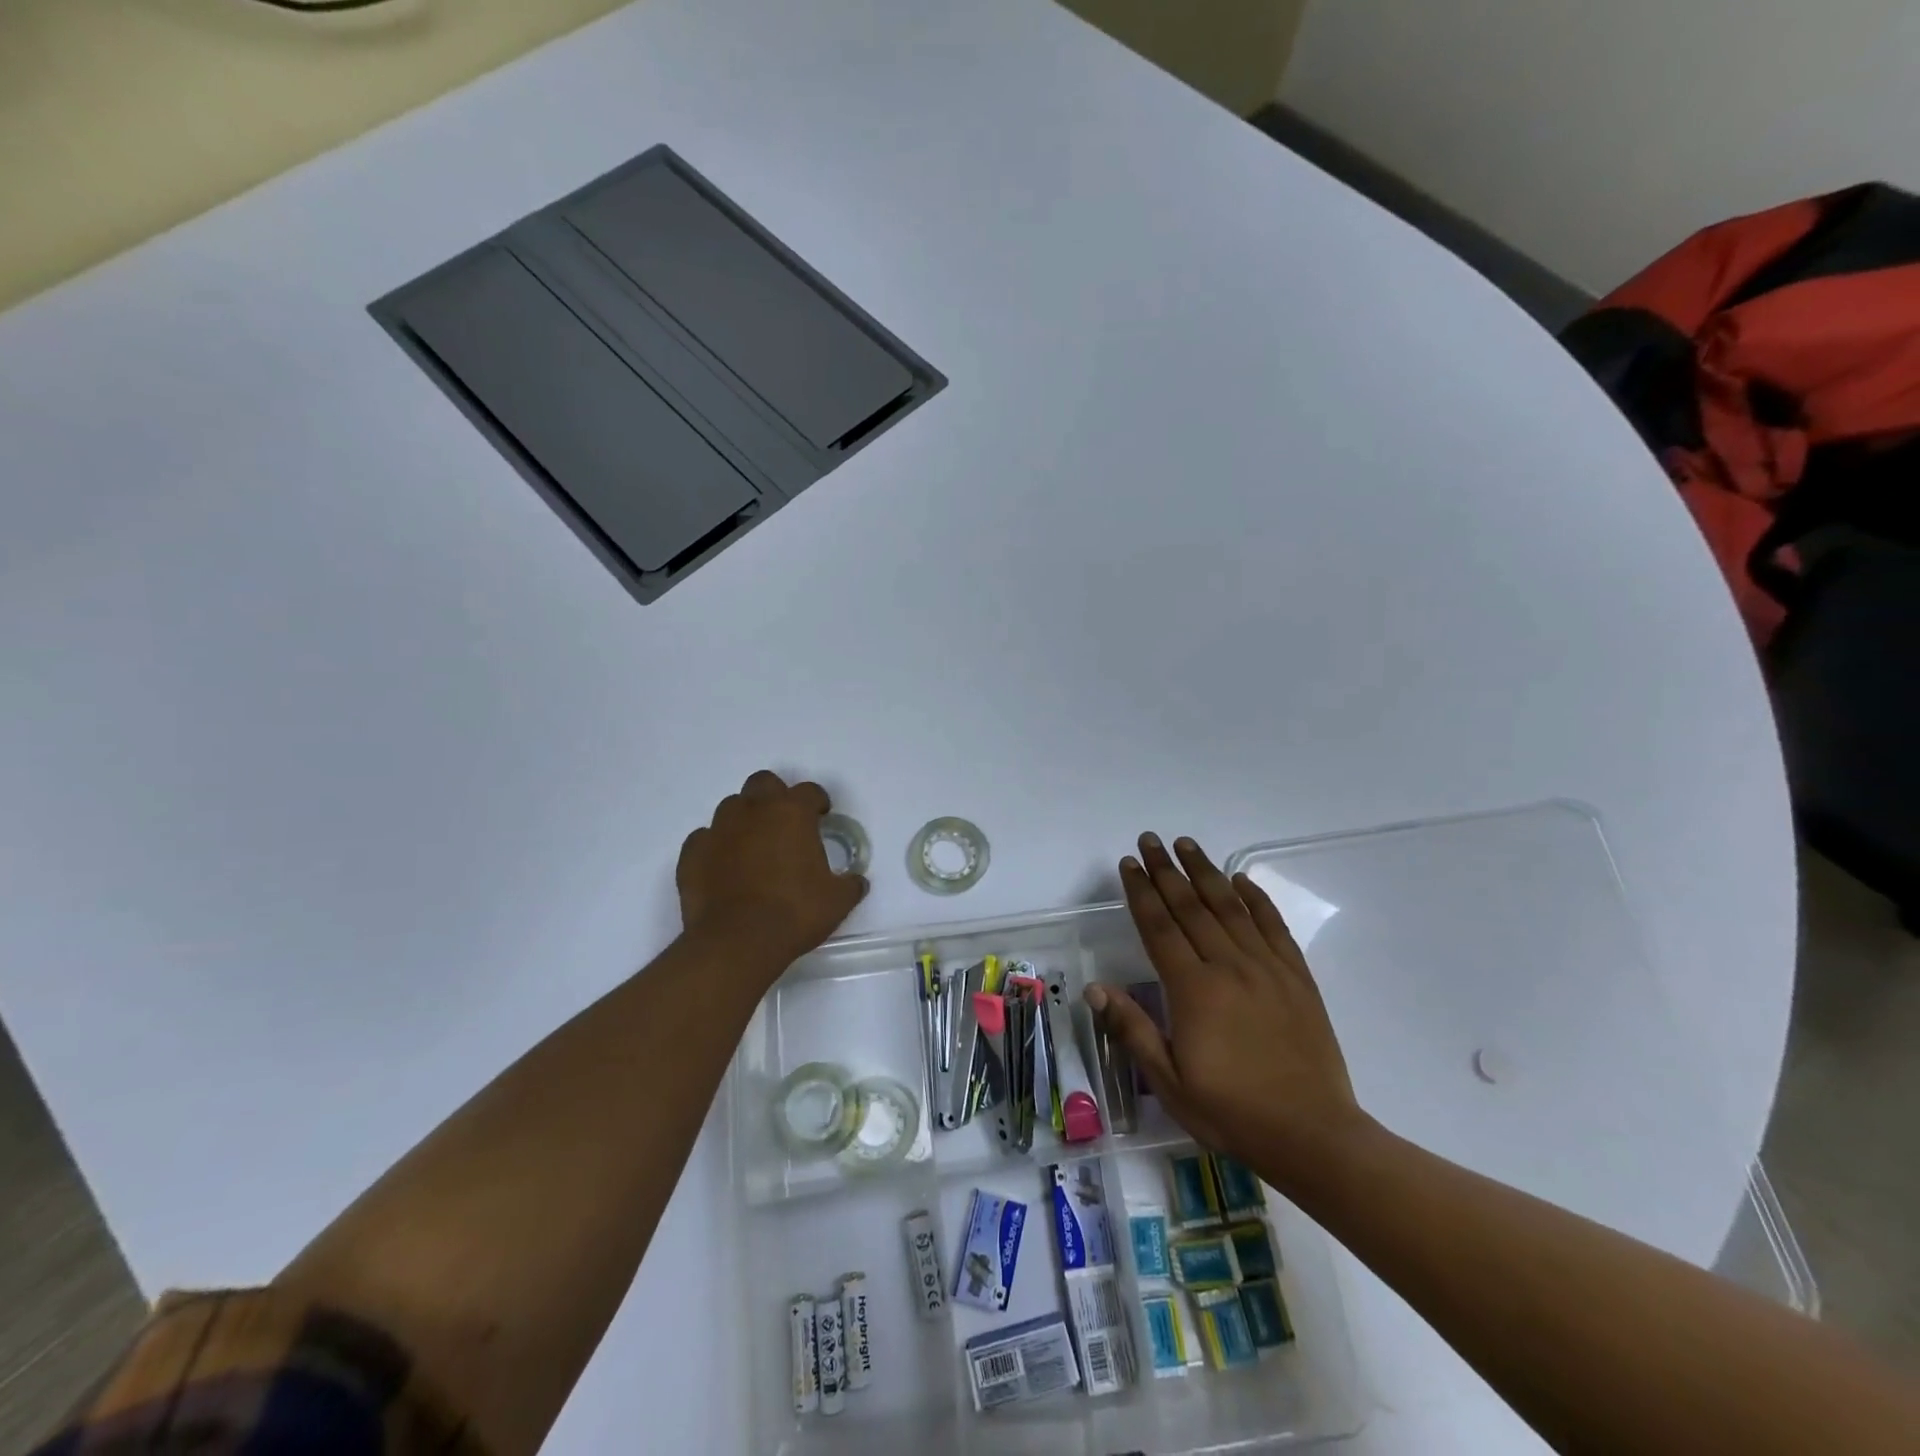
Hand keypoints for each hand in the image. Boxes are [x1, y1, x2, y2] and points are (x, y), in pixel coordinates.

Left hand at [676, 771, 866, 968]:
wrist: (736, 942)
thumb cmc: (794, 913)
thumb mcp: (837, 901)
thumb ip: (850, 885)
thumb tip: (857, 882)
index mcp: (792, 813)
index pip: (809, 791)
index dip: (818, 802)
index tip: (822, 817)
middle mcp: (754, 811)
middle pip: (763, 783)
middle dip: (775, 797)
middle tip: (785, 824)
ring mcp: (718, 829)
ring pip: (731, 807)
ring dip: (744, 819)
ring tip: (753, 847)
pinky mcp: (692, 853)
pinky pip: (705, 838)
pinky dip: (716, 847)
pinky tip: (723, 867)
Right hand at [1087, 833, 1372, 1192]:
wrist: (1314, 1136)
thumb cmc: (1232, 1112)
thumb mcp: (1170, 1082)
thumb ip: (1133, 1029)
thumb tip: (1095, 989)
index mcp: (1194, 990)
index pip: (1159, 928)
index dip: (1141, 892)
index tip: (1128, 864)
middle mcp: (1229, 967)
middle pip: (1191, 907)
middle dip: (1166, 870)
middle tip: (1150, 840)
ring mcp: (1267, 968)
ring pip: (1230, 907)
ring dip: (1205, 873)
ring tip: (1186, 845)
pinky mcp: (1297, 977)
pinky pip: (1273, 926)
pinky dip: (1256, 898)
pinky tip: (1241, 881)